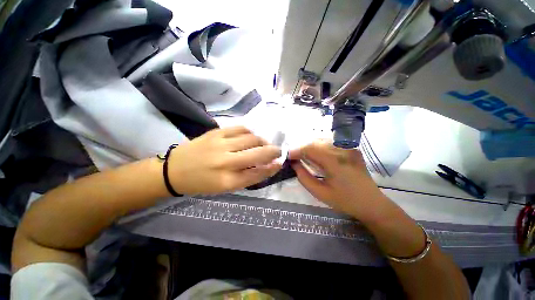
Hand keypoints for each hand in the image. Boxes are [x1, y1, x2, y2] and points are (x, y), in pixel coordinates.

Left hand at [168, 126, 281, 194]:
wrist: (175, 170)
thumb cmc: (202, 183)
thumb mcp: (226, 187)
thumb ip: (248, 176)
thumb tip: (267, 166)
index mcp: (227, 181)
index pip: (258, 173)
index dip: (272, 168)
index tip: (280, 163)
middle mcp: (225, 162)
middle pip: (258, 154)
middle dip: (273, 151)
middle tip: (278, 151)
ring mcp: (220, 144)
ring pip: (252, 139)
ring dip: (263, 141)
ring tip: (264, 144)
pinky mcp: (216, 132)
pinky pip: (241, 128)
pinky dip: (251, 132)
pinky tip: (252, 136)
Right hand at [289, 140, 390, 221]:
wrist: (371, 203)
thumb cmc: (345, 201)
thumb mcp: (320, 193)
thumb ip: (303, 177)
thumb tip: (293, 163)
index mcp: (335, 162)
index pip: (310, 148)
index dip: (296, 150)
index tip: (287, 156)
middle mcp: (342, 150)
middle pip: (315, 142)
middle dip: (301, 148)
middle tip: (293, 156)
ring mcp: (349, 148)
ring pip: (322, 140)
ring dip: (309, 146)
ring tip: (302, 155)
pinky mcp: (351, 148)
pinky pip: (330, 143)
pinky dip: (319, 146)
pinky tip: (315, 154)